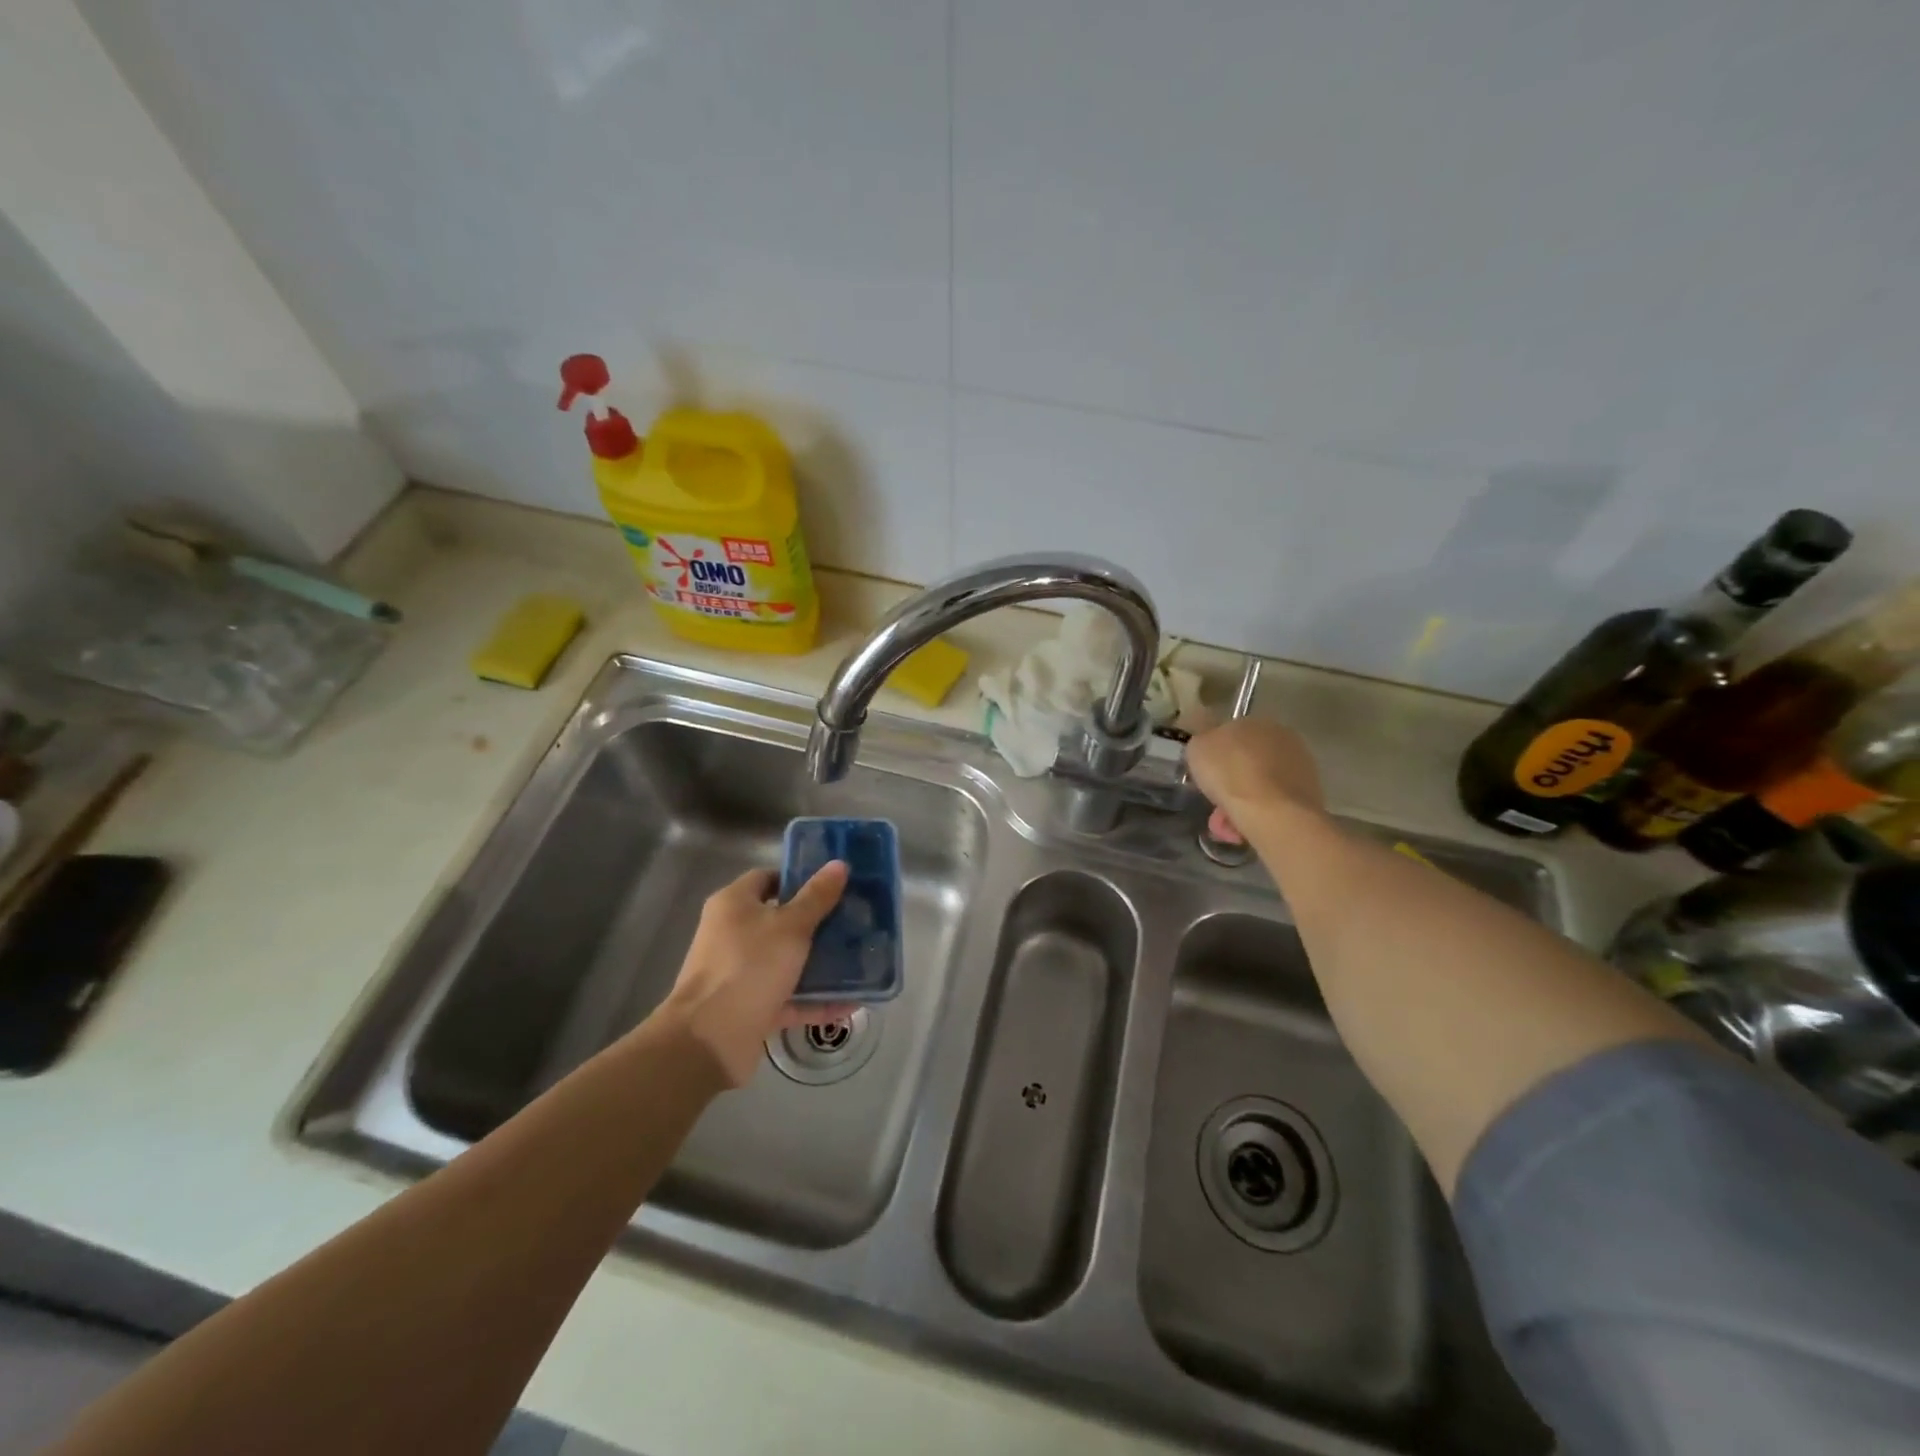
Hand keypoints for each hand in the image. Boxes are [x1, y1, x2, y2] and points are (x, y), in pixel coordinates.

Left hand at [659, 862, 852, 1086]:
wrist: (710, 1039)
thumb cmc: (749, 966)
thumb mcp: (791, 926)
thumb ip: (817, 897)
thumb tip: (839, 864)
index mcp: (733, 904)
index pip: (767, 878)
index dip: (798, 879)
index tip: (832, 886)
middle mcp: (732, 934)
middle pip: (779, 921)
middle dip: (815, 923)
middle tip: (852, 921)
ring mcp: (739, 973)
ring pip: (785, 961)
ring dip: (818, 964)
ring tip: (858, 960)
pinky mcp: (748, 1008)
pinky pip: (787, 998)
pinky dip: (814, 1001)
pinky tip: (849, 1004)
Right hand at [1186, 718, 1325, 825]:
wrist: (1272, 812)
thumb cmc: (1230, 774)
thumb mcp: (1197, 748)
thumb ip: (1202, 741)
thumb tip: (1208, 742)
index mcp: (1256, 721)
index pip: (1231, 734)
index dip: (1215, 756)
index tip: (1205, 775)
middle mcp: (1283, 738)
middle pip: (1246, 762)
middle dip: (1230, 783)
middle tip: (1215, 803)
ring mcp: (1301, 766)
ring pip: (1260, 785)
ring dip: (1242, 802)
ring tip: (1227, 824)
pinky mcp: (1310, 794)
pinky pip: (1274, 803)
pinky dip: (1260, 814)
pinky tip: (1245, 828)